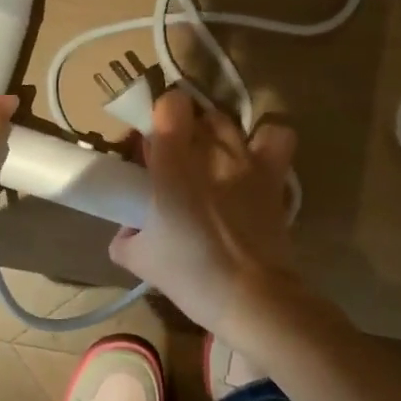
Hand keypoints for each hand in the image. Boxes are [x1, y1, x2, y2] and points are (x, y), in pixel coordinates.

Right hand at [108, 89, 298, 334]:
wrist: (250, 297)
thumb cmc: (190, 274)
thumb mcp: (138, 259)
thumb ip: (125, 235)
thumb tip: (128, 229)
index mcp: (172, 162)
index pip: (169, 104)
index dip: (158, 119)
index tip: (151, 149)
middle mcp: (211, 149)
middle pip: (196, 113)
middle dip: (183, 131)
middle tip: (174, 163)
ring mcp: (246, 159)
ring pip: (227, 122)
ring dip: (215, 136)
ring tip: (210, 164)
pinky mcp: (274, 175)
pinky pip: (276, 136)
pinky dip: (264, 140)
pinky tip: (252, 159)